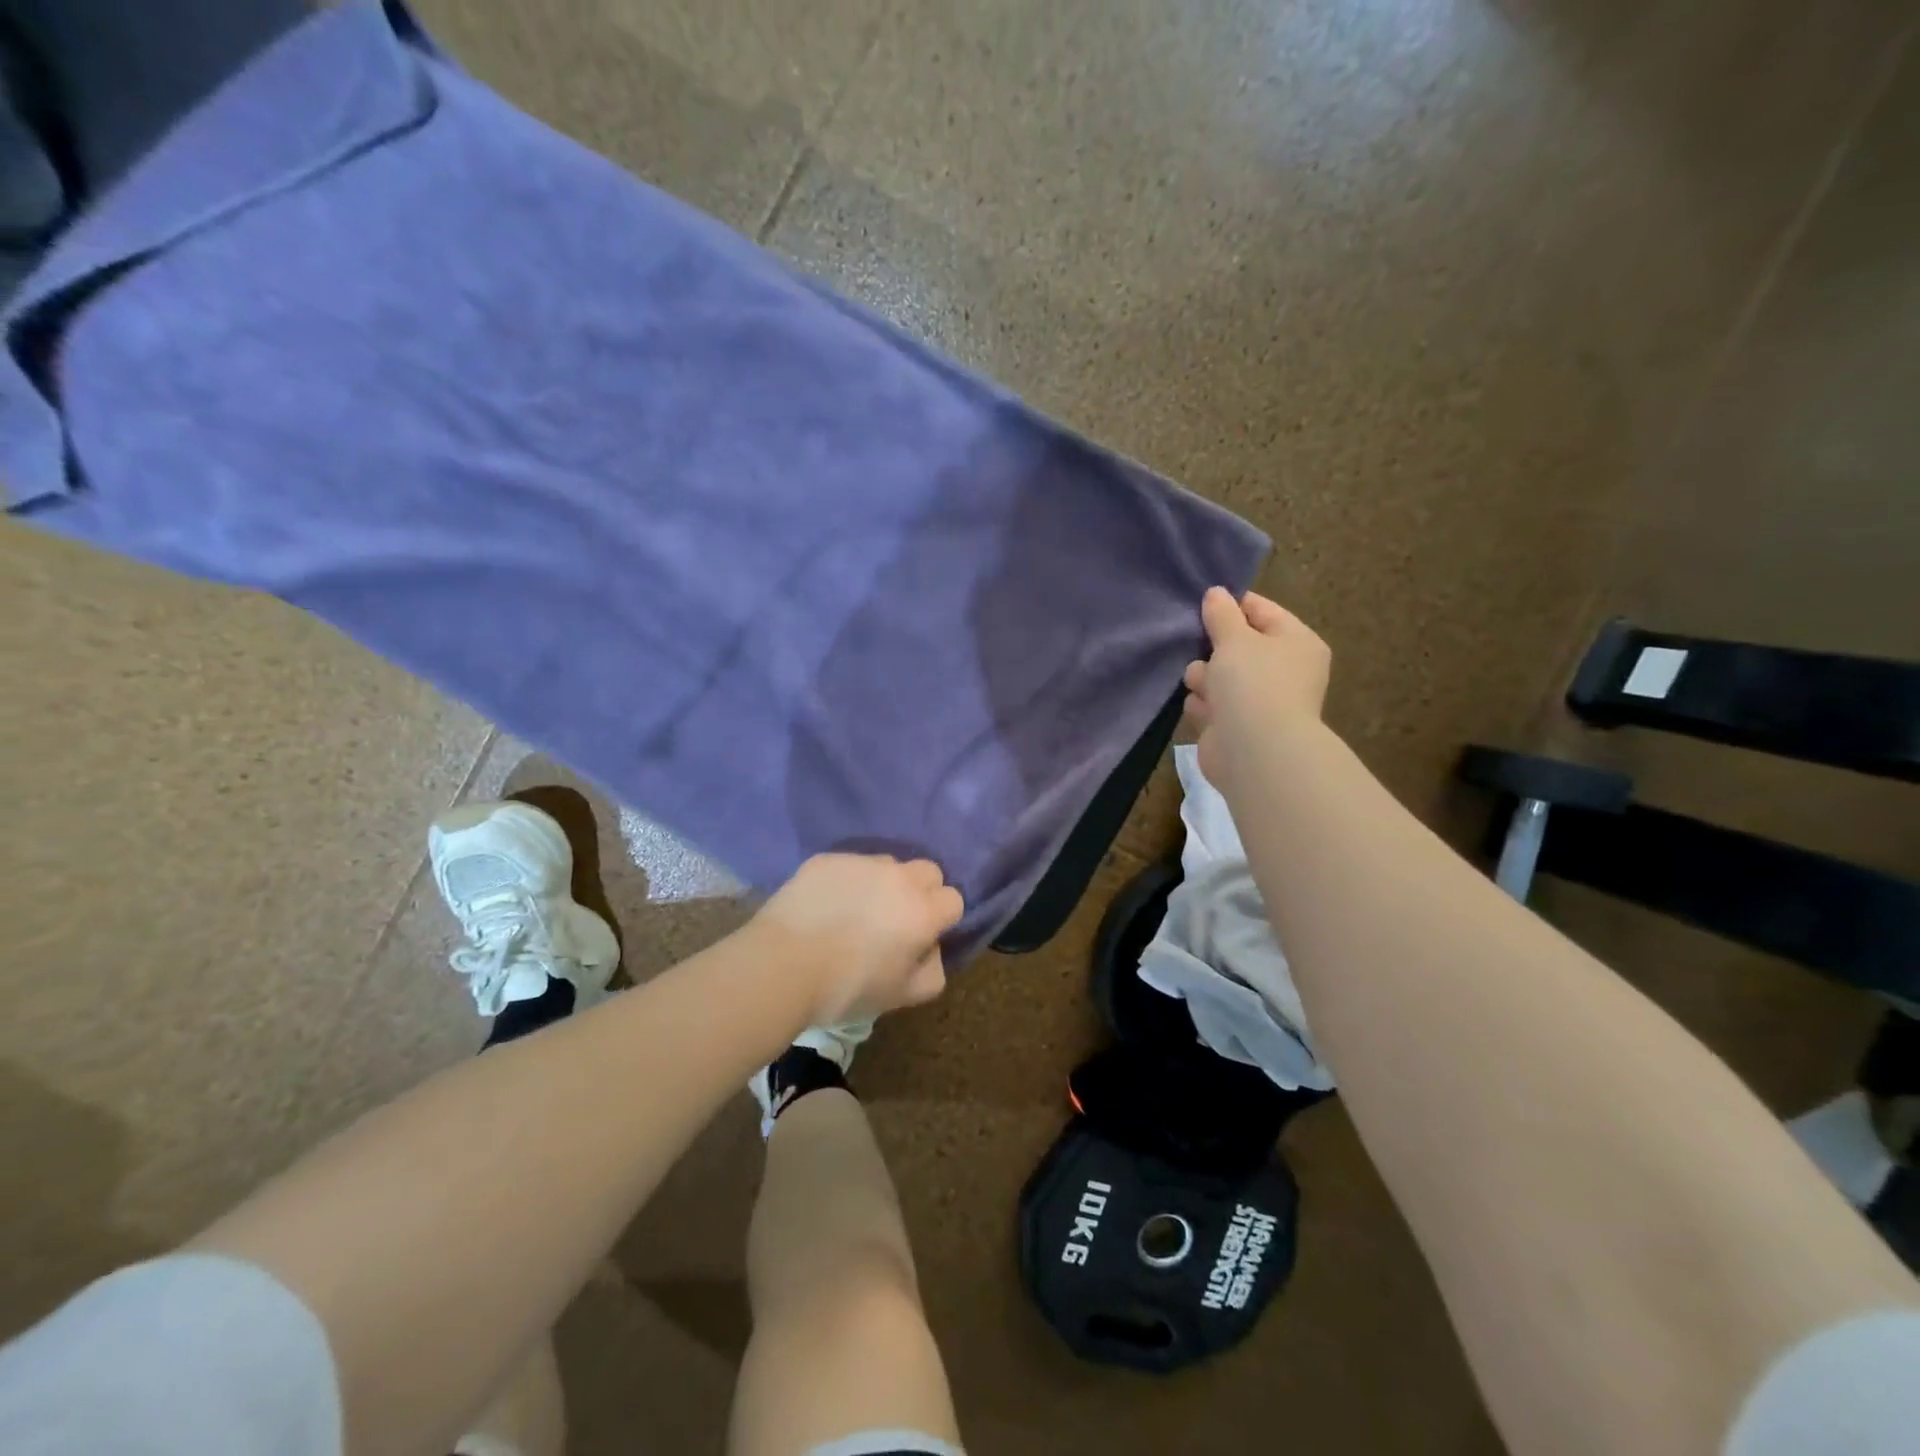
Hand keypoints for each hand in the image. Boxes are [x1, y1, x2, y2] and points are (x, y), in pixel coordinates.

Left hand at [752, 854, 964, 1023]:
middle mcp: (899, 877)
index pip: (953, 899)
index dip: (941, 918)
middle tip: (895, 919)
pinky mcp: (828, 859)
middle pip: (928, 871)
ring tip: (856, 911)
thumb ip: (932, 971)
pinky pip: (850, 865)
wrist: (782, 965)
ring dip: (883, 883)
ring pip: (888, 864)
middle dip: (921, 891)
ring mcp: (862, 862)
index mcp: (923, 911)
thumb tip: (931, 948)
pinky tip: (826, 906)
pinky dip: (847, 881)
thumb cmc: (847, 987)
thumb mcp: (901, 996)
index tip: (922, 936)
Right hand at [1183, 586, 1331, 790]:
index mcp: (1296, 642)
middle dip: (1213, 648)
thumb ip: (1222, 614)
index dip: (1231, 605)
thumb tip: (1216, 594)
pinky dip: (1204, 706)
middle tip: (1196, 645)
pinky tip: (1202, 709)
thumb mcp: (1235, 637)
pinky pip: (1212, 705)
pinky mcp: (1237, 728)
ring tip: (1203, 685)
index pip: (1262, 611)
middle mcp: (1283, 671)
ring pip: (1220, 677)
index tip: (1201, 603)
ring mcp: (1261, 702)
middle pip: (1238, 646)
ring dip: (1205, 677)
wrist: (1255, 750)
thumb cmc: (1253, 682)